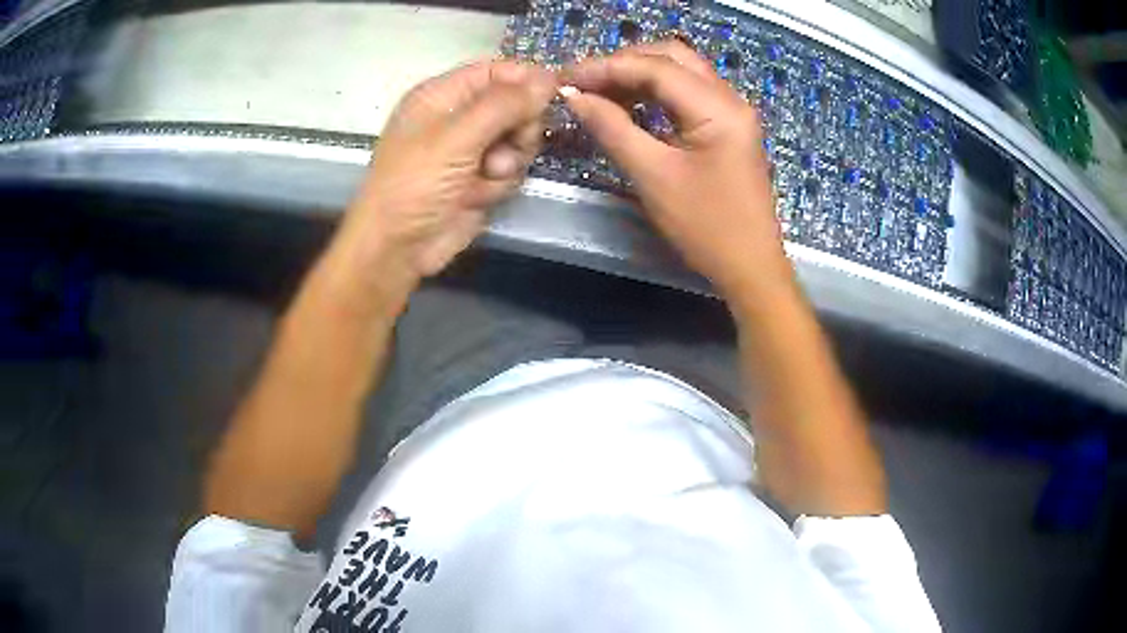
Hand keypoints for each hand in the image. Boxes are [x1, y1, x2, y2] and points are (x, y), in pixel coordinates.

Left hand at [333, 61, 556, 295]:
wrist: (398, 249)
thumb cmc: (415, 185)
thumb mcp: (456, 138)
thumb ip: (504, 105)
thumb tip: (548, 78)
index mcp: (441, 95)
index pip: (495, 71)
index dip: (525, 79)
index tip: (554, 93)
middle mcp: (457, 116)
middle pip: (514, 103)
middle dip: (520, 125)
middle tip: (513, 143)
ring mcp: (470, 149)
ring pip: (518, 137)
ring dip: (512, 157)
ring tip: (491, 174)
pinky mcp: (480, 178)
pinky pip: (511, 167)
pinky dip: (502, 181)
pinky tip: (481, 195)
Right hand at [563, 42, 788, 297]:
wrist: (750, 267)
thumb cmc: (705, 227)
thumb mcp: (653, 176)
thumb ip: (612, 128)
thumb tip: (574, 97)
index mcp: (718, 108)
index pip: (655, 67)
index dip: (606, 68)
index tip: (566, 79)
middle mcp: (730, 98)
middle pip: (672, 57)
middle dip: (624, 63)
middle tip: (584, 83)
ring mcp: (732, 111)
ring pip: (681, 71)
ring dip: (639, 74)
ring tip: (599, 92)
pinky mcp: (728, 126)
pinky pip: (688, 93)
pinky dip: (656, 92)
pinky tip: (629, 104)